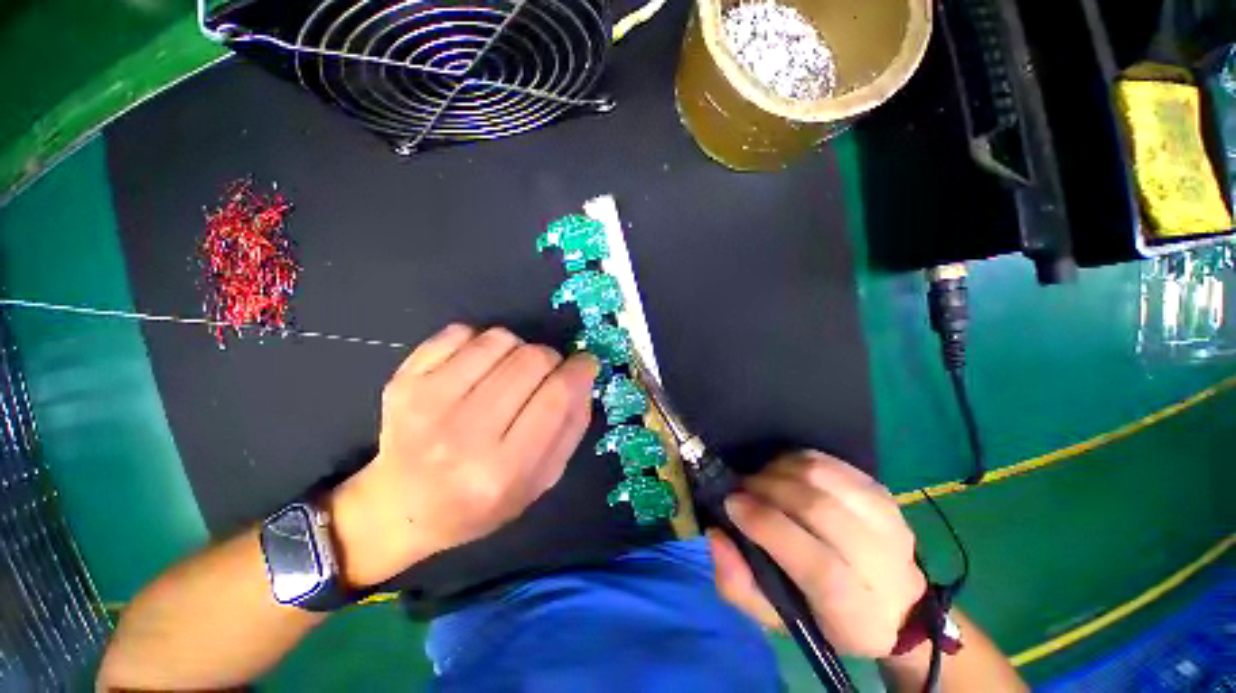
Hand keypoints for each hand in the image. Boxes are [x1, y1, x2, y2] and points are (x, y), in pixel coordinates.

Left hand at [329, 324, 598, 587]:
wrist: (401, 507)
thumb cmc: (480, 503)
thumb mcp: (540, 482)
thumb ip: (571, 428)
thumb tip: (584, 375)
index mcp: (502, 471)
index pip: (556, 396)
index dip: (579, 370)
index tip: (586, 364)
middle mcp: (463, 434)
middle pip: (531, 360)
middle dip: (551, 359)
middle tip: (546, 374)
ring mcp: (426, 402)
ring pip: (500, 339)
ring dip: (517, 349)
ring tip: (509, 372)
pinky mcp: (403, 380)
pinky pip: (460, 332)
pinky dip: (480, 342)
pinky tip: (477, 367)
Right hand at [709, 451, 925, 657]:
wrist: (892, 602)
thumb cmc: (823, 614)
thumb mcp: (775, 616)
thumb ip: (737, 583)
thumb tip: (716, 535)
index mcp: (857, 614)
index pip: (818, 566)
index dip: (769, 527)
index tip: (732, 504)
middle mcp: (884, 567)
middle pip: (819, 510)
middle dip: (767, 489)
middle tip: (741, 488)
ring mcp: (888, 522)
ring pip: (822, 478)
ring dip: (779, 471)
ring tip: (761, 480)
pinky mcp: (881, 492)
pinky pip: (829, 462)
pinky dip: (796, 460)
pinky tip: (782, 472)